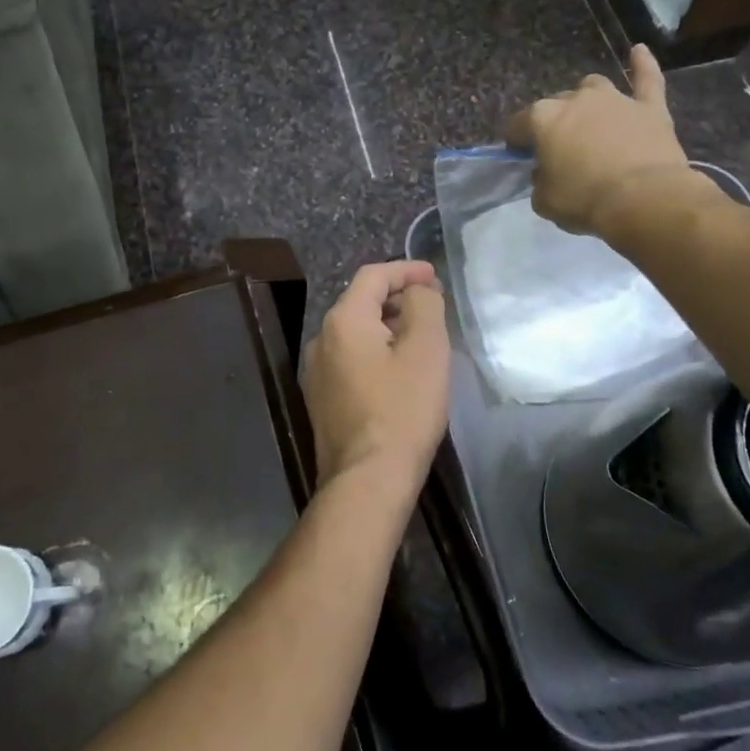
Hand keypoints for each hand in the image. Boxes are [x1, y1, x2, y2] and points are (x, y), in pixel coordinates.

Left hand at [301, 262, 449, 503]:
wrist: (367, 480)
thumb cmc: (402, 409)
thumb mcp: (426, 350)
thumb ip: (423, 306)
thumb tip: (417, 291)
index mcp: (343, 320)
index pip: (372, 276)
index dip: (405, 270)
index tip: (434, 276)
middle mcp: (321, 339)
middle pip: (360, 303)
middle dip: (396, 298)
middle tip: (431, 306)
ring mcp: (316, 372)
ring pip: (354, 333)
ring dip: (386, 327)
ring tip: (419, 338)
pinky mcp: (320, 400)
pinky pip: (349, 360)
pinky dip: (374, 353)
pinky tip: (397, 372)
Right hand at [505, 45, 699, 236]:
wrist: (644, 199)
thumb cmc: (584, 200)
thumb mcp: (544, 200)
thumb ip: (540, 180)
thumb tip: (547, 171)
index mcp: (542, 119)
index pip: (517, 125)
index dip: (517, 142)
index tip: (521, 156)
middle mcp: (575, 100)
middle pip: (556, 105)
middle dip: (554, 124)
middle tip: (560, 150)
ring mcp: (614, 99)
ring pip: (593, 87)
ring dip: (587, 99)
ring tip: (590, 118)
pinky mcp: (649, 107)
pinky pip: (646, 78)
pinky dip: (642, 64)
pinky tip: (639, 51)